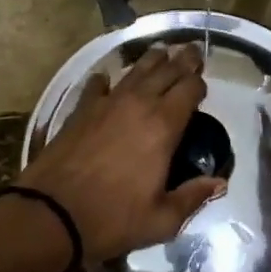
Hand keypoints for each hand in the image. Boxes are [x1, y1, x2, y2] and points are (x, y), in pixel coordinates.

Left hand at [17, 44, 225, 258]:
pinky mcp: (80, 110)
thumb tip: (219, 183)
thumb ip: (193, 197)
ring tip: (160, 52)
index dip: (199, 83)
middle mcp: (137, 104)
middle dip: (182, 60)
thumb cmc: (112, 219)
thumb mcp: (162, 220)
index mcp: (163, 126)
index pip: (189, 89)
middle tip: (191, 51)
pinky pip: (97, 86)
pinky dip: (106, 80)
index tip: (203, 84)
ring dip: (151, 60)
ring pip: (134, 71)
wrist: (51, 214)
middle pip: (165, 71)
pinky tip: (106, 77)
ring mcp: (106, 104)